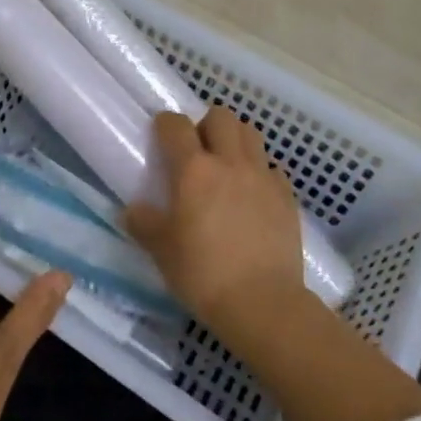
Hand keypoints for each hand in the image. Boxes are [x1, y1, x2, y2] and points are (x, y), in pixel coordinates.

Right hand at [125, 108, 307, 336]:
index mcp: (194, 170)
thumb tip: (133, 210)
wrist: (263, 303)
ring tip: (226, 166)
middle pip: (222, 117)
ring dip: (235, 140)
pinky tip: (252, 195)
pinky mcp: (287, 197)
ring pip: (251, 134)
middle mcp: (230, 162)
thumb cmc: (203, 274)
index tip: (160, 136)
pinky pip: (272, 168)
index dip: (165, 124)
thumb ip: (144, 223)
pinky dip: (260, 172)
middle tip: (197, 150)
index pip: (176, 125)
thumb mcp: (161, 251)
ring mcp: (263, 177)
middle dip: (206, 124)